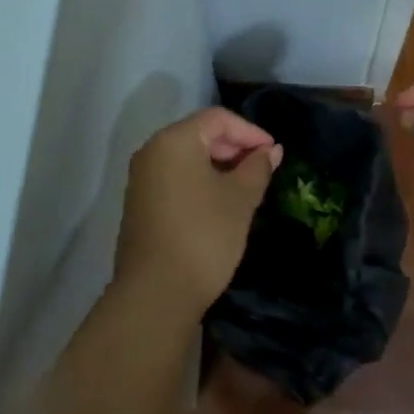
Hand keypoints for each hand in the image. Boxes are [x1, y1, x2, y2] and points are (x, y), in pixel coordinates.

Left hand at [116, 108, 281, 319]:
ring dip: (219, 166)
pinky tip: (220, 204)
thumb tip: (270, 150)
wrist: (155, 295)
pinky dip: (200, 181)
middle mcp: (152, 151)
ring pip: (187, 157)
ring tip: (246, 186)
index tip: (274, 153)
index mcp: (174, 140)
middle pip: (200, 134)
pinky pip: (175, 177)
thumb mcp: (239, 199)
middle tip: (263, 169)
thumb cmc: (203, 236)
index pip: (218, 118)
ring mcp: (141, 179)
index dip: (250, 131)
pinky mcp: (140, 204)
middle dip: (234, 147)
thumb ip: (257, 168)